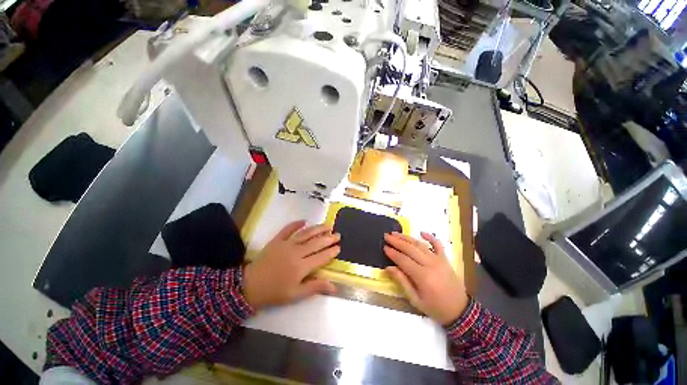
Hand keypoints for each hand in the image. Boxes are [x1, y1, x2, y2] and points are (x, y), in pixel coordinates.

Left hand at [243, 221, 340, 309]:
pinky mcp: (277, 240)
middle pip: (316, 243)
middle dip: (329, 238)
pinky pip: (288, 229)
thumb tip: (334, 286)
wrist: (250, 286)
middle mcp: (296, 252)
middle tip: (338, 234)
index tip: (339, 247)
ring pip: (305, 234)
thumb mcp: (296, 295)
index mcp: (301, 267)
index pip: (321, 256)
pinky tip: (304, 221)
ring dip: (317, 229)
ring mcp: (286, 244)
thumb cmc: (275, 292)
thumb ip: (315, 287)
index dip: (331, 251)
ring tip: (327, 225)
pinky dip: (296, 224)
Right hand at [384, 232, 468, 324]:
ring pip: (420, 245)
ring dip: (407, 237)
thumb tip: (388, 267)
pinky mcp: (445, 259)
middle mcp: (430, 265)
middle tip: (386, 236)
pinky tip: (421, 232)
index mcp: (423, 277)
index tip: (384, 247)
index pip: (403, 260)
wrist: (460, 311)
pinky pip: (438, 244)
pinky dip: (430, 237)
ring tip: (396, 233)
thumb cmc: (435, 308)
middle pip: (410, 249)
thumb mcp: (415, 299)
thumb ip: (402, 281)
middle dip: (397, 241)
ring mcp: (439, 260)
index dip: (393, 253)